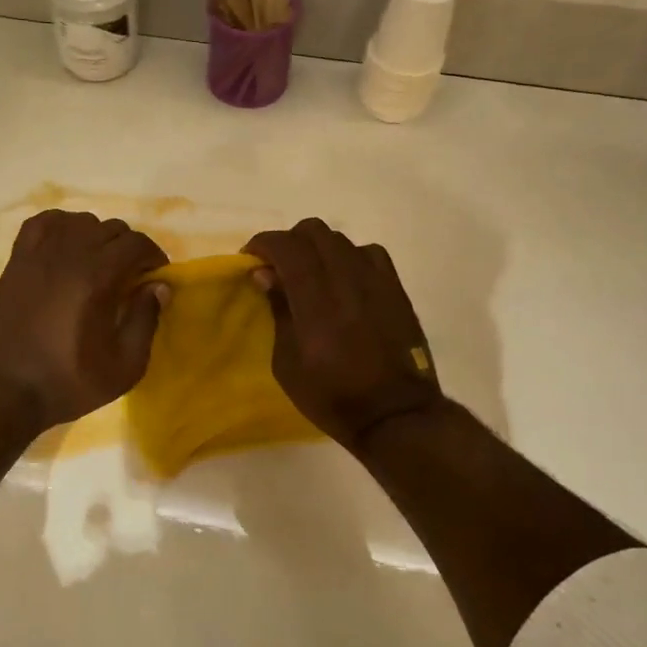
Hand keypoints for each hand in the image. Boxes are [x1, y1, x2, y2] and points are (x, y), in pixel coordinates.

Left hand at [0, 210, 168, 431]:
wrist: (1, 389)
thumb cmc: (66, 382)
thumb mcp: (123, 367)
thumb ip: (145, 321)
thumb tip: (159, 287)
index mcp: (97, 277)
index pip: (136, 243)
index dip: (154, 257)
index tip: (156, 278)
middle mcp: (68, 253)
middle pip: (111, 228)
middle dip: (129, 248)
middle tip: (131, 277)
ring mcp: (38, 253)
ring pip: (79, 221)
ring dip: (98, 236)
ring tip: (99, 264)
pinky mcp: (16, 260)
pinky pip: (42, 223)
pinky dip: (61, 226)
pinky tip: (66, 247)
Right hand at [243, 218, 443, 450]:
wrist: (395, 415)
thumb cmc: (332, 397)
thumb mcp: (287, 364)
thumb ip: (278, 312)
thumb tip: (265, 275)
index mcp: (316, 304)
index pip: (287, 248)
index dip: (263, 243)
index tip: (250, 259)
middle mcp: (348, 282)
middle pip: (315, 231)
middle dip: (289, 241)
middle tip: (277, 266)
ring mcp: (377, 282)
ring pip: (341, 239)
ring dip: (318, 248)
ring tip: (311, 274)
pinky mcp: (396, 290)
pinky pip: (370, 253)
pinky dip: (349, 256)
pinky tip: (344, 279)